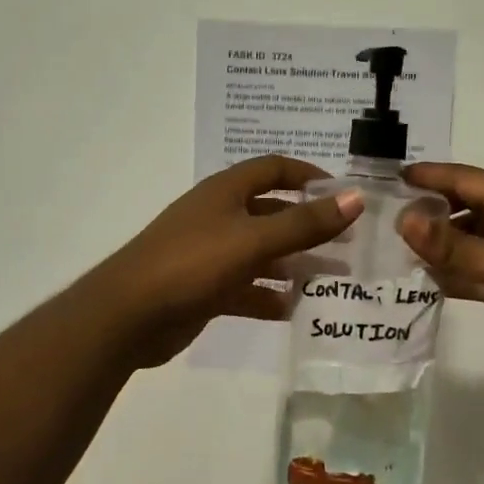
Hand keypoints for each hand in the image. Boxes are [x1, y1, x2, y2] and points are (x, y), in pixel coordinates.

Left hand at [91, 156, 364, 367]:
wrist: (128, 315)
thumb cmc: (192, 263)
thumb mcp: (253, 240)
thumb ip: (305, 223)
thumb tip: (355, 198)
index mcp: (226, 192)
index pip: (274, 168)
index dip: (309, 175)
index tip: (343, 194)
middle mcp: (219, 216)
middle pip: (272, 212)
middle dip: (309, 225)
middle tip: (348, 243)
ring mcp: (211, 254)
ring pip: (262, 253)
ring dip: (295, 263)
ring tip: (333, 278)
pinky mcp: (206, 288)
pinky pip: (247, 287)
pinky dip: (270, 296)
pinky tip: (295, 309)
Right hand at [398, 162, 483, 392]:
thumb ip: (453, 245)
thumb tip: (404, 219)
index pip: (467, 179)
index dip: (431, 176)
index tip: (393, 177)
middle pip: (466, 208)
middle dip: (430, 211)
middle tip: (387, 219)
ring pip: (470, 242)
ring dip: (440, 246)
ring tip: (399, 250)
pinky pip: (478, 271)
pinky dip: (455, 274)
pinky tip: (427, 281)